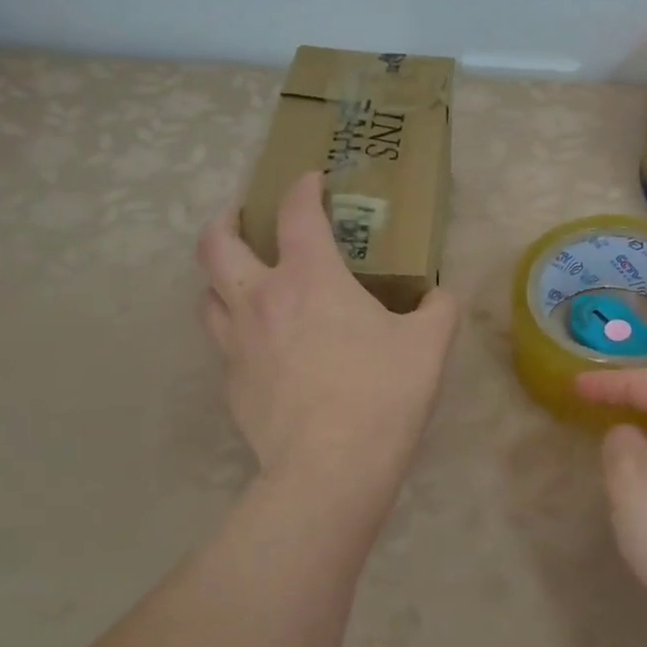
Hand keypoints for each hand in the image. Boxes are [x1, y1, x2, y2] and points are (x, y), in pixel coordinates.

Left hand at [197, 171, 458, 485]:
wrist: (330, 466)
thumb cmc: (382, 393)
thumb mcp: (429, 346)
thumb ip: (438, 311)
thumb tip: (439, 298)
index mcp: (310, 278)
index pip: (297, 213)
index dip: (302, 188)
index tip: (311, 180)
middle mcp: (261, 299)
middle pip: (216, 244)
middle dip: (225, 221)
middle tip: (241, 219)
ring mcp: (237, 343)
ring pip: (207, 294)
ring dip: (220, 278)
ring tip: (240, 281)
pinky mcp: (231, 384)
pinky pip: (223, 344)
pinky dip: (236, 332)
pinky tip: (260, 348)